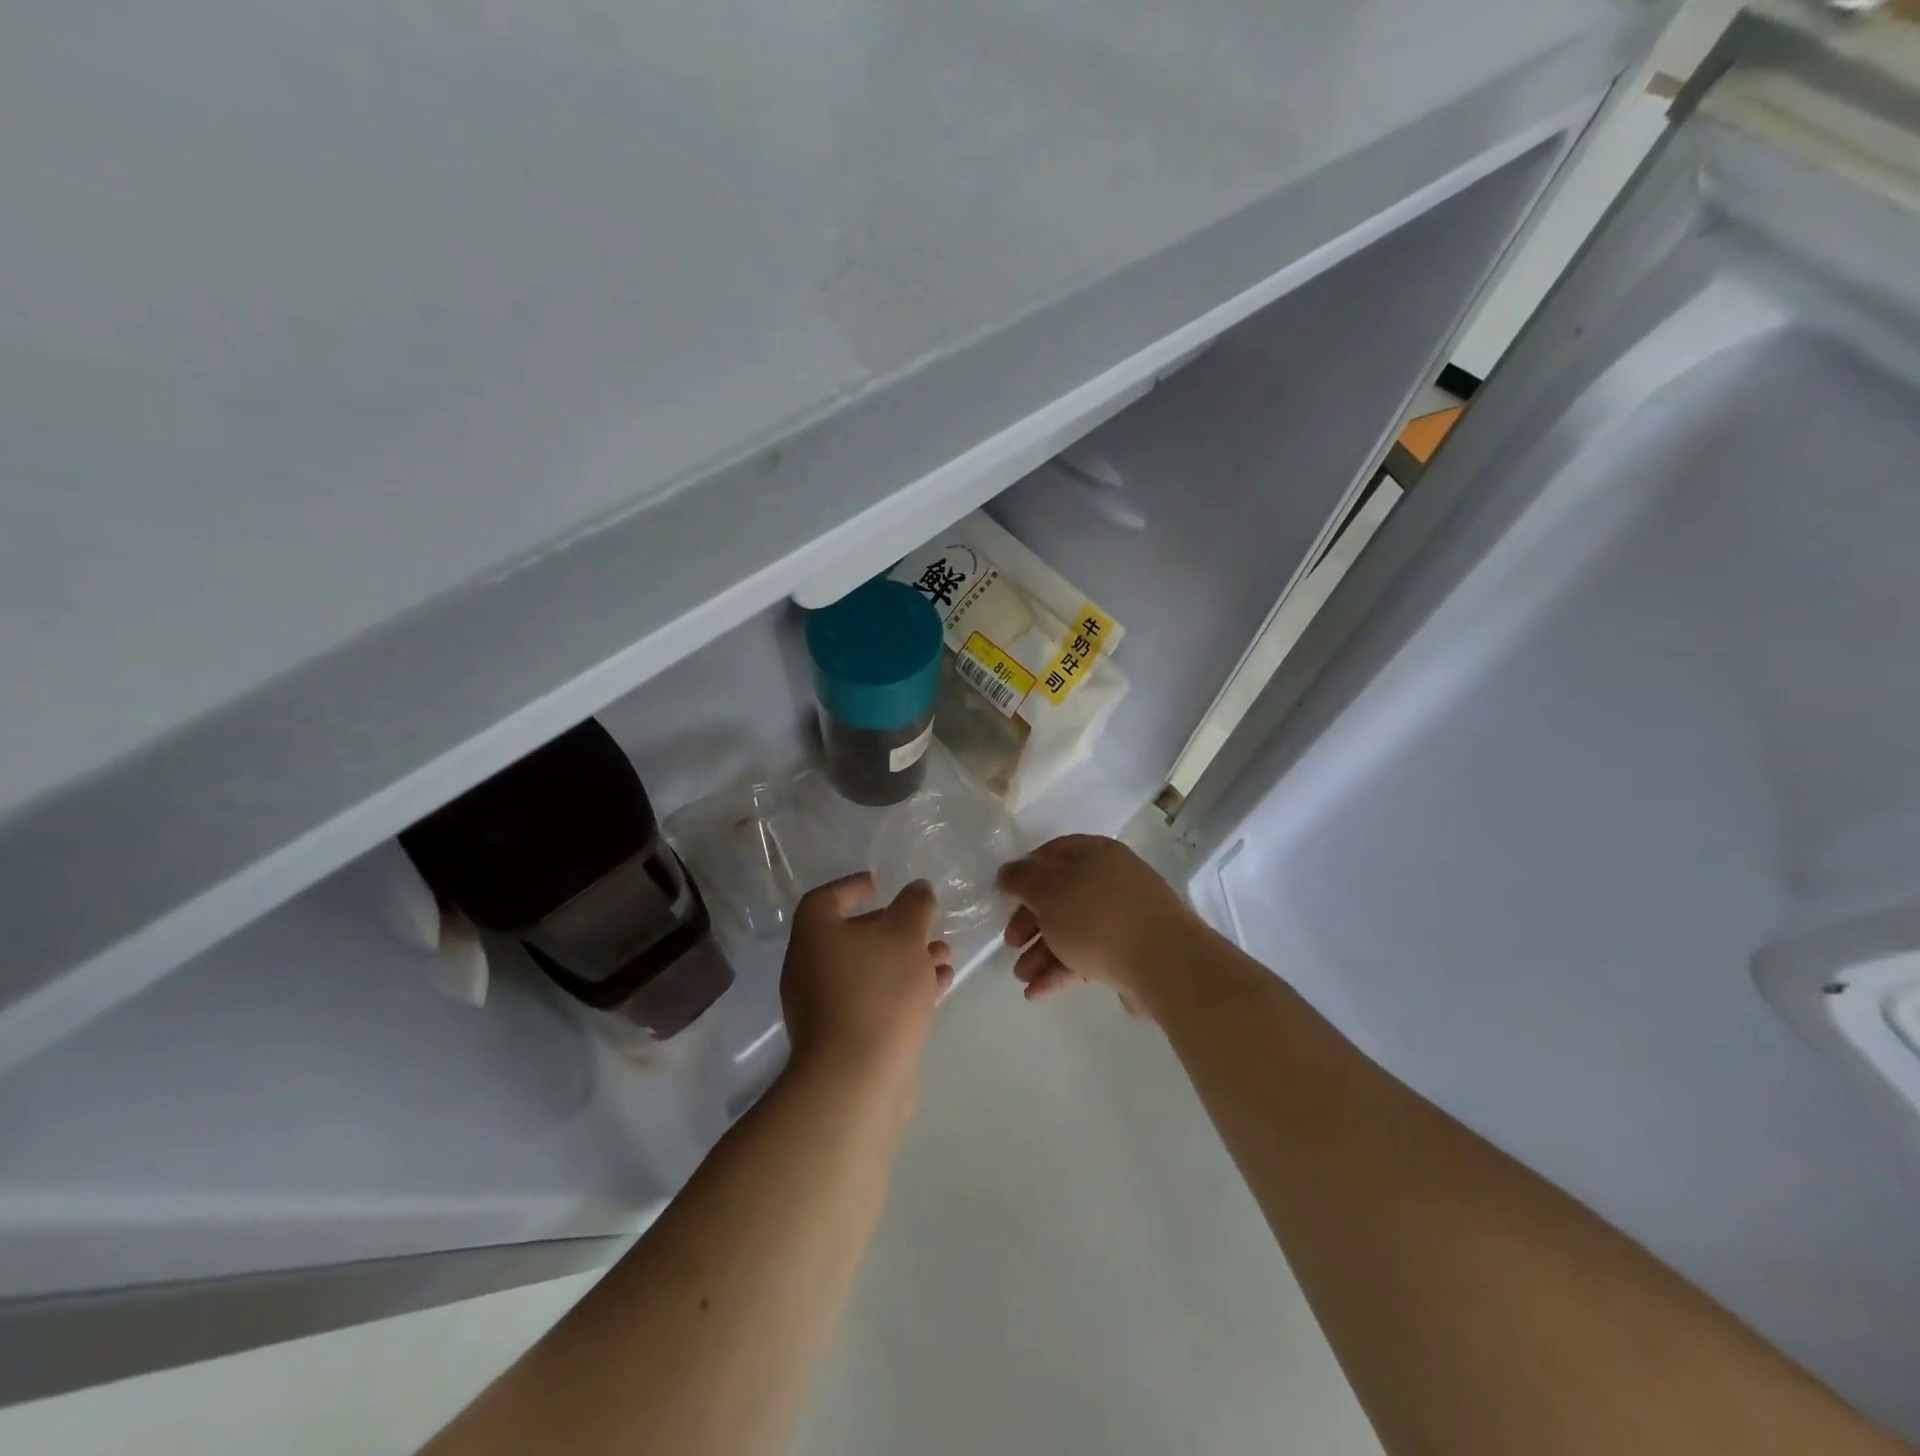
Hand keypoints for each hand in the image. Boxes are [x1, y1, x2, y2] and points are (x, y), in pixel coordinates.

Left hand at [781, 873, 953, 1091]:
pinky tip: (941, 986)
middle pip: (852, 936)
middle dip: (894, 928)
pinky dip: (905, 989)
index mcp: (814, 935)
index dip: (853, 887)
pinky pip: (876, 1000)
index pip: (826, 898)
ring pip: (870, 970)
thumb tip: (917, 889)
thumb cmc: (877, 991)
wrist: (857, 1080)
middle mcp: (810, 968)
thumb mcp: (905, 935)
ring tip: (944, 955)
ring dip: (907, 959)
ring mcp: (825, 1007)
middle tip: (925, 924)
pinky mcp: (845, 1037)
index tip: (881, 883)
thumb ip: (914, 905)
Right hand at [996, 835, 1206, 1016]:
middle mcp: (1111, 879)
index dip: (1025, 873)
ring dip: (1042, 952)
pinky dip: (1062, 970)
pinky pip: (1088, 955)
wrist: (1164, 963)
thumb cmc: (1097, 916)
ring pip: (1073, 929)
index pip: (1052, 854)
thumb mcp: (1047, 890)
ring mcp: (1124, 917)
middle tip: (1011, 943)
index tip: (1004, 897)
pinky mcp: (1131, 952)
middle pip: (1060, 895)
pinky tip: (1037, 993)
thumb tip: (1007, 873)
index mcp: (1095, 854)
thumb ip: (1021, 879)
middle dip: (1031, 921)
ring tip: (1021, 977)